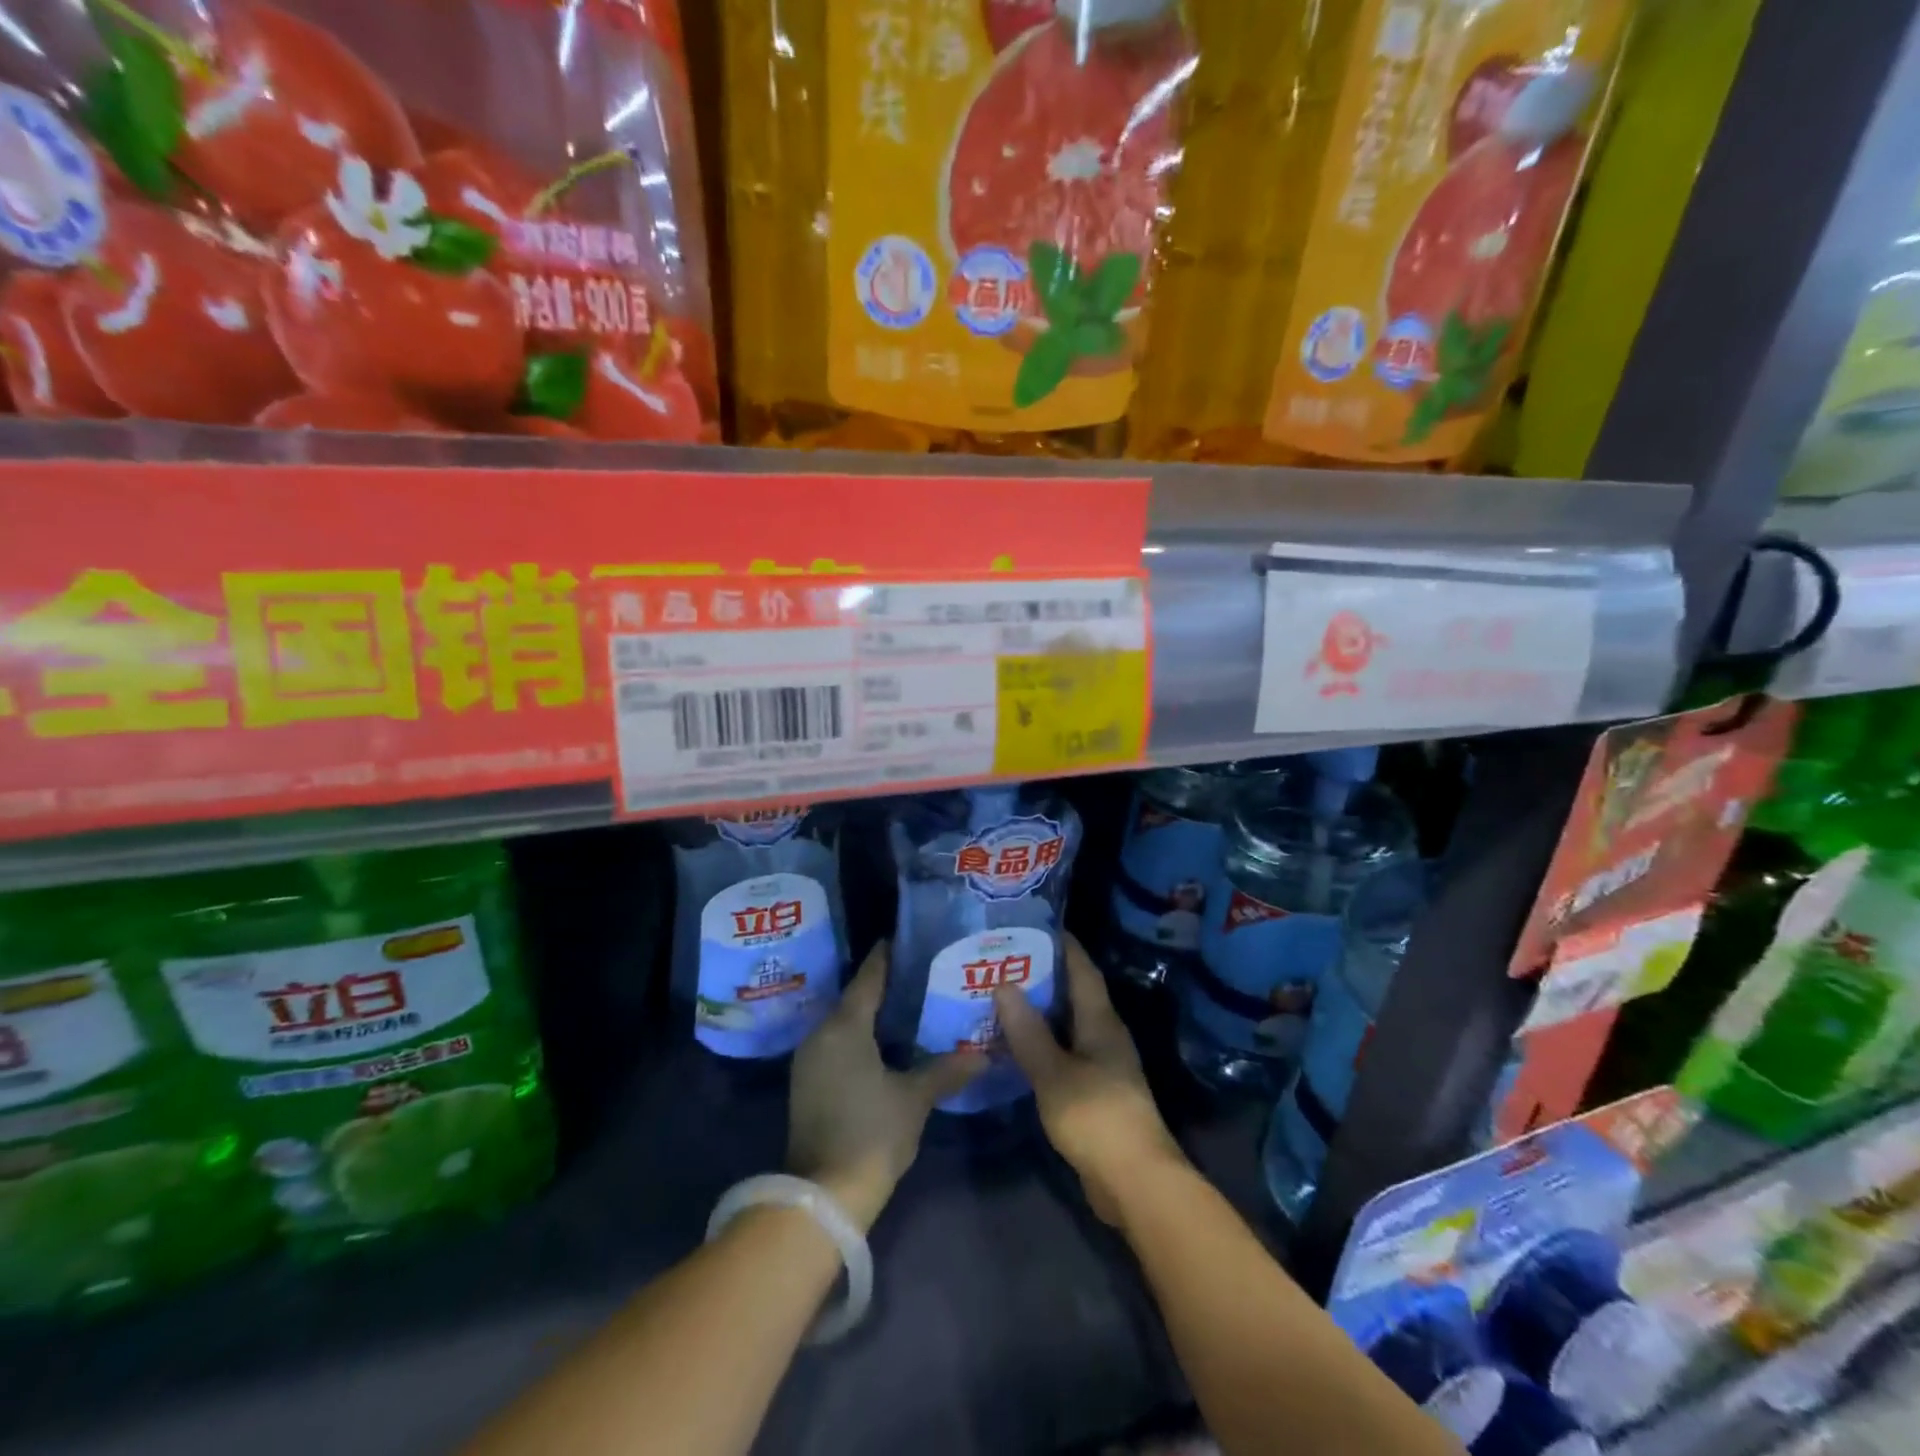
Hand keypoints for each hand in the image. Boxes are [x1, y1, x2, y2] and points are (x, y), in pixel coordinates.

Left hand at [787, 944, 984, 1231]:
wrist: (822, 1197)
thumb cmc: (871, 1134)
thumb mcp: (914, 1099)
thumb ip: (946, 1070)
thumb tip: (984, 1055)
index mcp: (844, 1026)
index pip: (869, 976)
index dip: (889, 956)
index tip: (912, 939)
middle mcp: (821, 1033)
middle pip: (857, 997)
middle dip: (888, 985)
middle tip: (925, 974)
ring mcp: (811, 1059)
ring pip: (847, 1022)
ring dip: (876, 1013)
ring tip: (914, 1005)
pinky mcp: (809, 1082)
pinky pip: (839, 1043)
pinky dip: (863, 1036)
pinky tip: (890, 1042)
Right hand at [994, 935, 1185, 1225]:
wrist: (1135, 1183)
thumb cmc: (1097, 1117)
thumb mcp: (1054, 1072)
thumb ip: (1028, 1031)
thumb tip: (1004, 984)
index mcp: (1101, 1021)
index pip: (1082, 970)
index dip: (1062, 945)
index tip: (1033, 924)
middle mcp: (1104, 1035)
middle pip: (1073, 995)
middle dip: (1041, 976)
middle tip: (1001, 961)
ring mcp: (1101, 1065)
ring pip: (1065, 1026)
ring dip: (1037, 1013)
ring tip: (998, 999)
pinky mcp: (1094, 1093)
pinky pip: (1062, 1054)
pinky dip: (1039, 1044)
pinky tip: (1012, 1048)